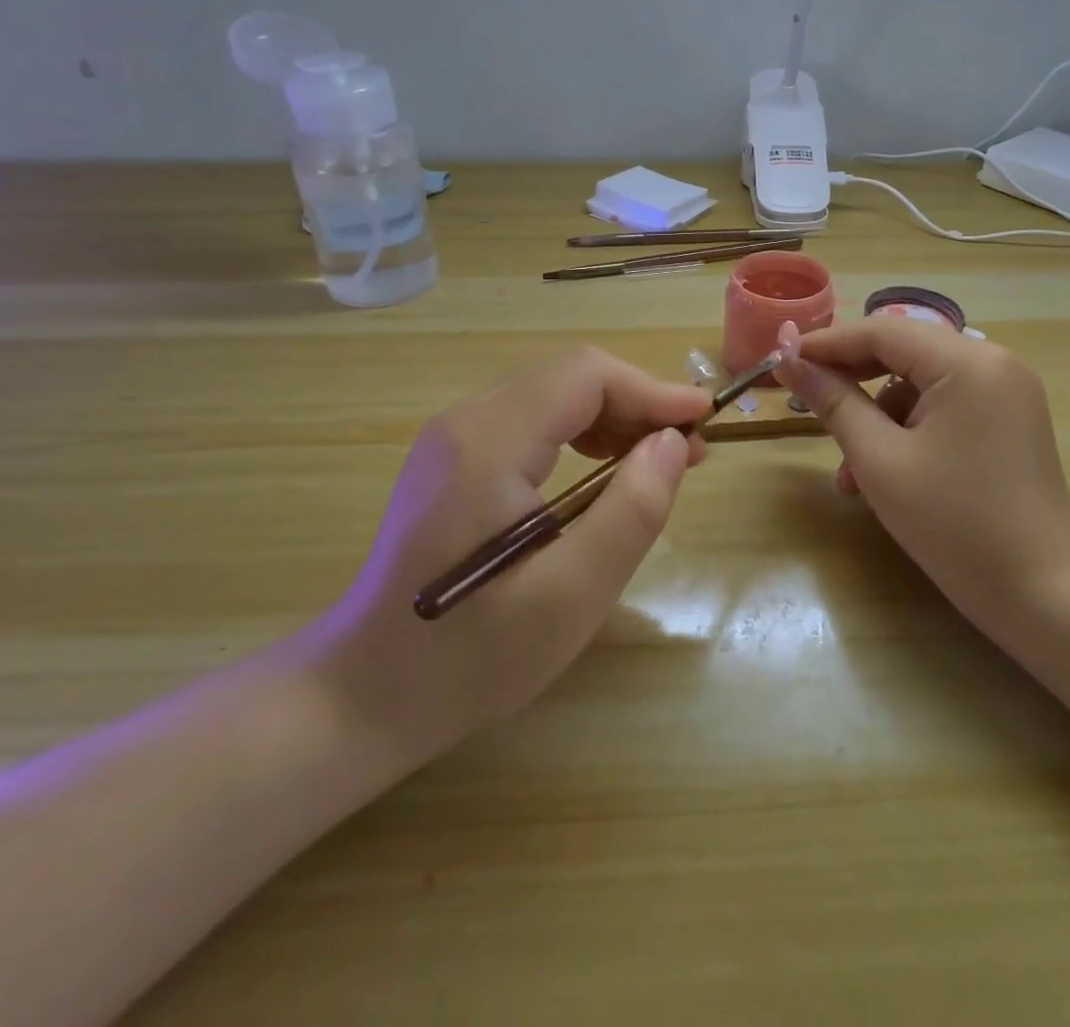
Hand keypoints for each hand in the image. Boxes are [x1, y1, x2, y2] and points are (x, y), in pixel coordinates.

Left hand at [307, 348, 712, 770]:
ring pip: (553, 395)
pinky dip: (580, 432)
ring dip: (612, 416)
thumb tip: (673, 442)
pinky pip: (531, 420)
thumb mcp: (571, 596)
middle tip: (687, 451)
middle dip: (637, 403)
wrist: (365, 694)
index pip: (585, 376)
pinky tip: (604, 469)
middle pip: (569, 378)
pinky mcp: (454, 459)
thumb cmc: (471, 658)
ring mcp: (453, 438)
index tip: (705, 421)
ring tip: (656, 461)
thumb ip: (630, 512)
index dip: (652, 389)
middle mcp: (465, 422)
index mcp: (488, 444)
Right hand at [779, 318, 1069, 635]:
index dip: (826, 344)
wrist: (1044, 595)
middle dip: (851, 381)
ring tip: (849, 475)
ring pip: (920, 385)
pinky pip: (944, 408)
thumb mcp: (879, 460)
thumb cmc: (954, 524)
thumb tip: (790, 361)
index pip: (882, 331)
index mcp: (967, 362)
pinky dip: (909, 431)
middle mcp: (993, 362)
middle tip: (806, 403)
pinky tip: (884, 476)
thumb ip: (834, 402)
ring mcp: (1007, 392)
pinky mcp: (1009, 421)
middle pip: (903, 353)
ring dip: (877, 418)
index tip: (780, 359)